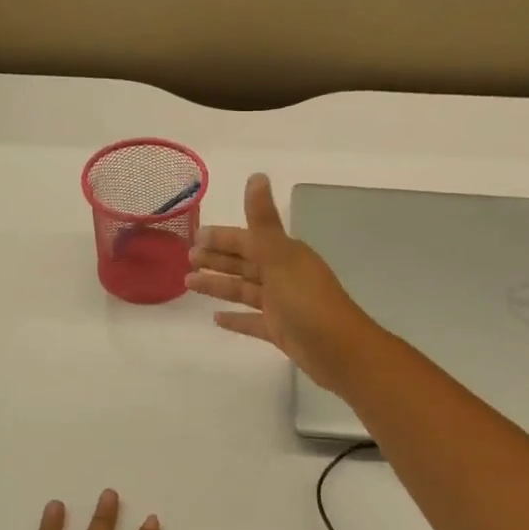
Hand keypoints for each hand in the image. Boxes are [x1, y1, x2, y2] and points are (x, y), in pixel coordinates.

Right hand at [185, 173, 382, 395]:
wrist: (341, 352)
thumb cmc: (309, 302)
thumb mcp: (281, 258)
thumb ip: (263, 221)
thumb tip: (256, 176)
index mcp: (285, 255)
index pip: (247, 240)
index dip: (222, 237)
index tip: (195, 236)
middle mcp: (283, 276)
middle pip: (244, 263)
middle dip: (217, 259)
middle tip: (187, 258)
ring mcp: (282, 305)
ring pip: (244, 290)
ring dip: (219, 285)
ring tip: (189, 283)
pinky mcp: (281, 331)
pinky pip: (252, 321)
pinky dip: (235, 318)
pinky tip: (215, 319)